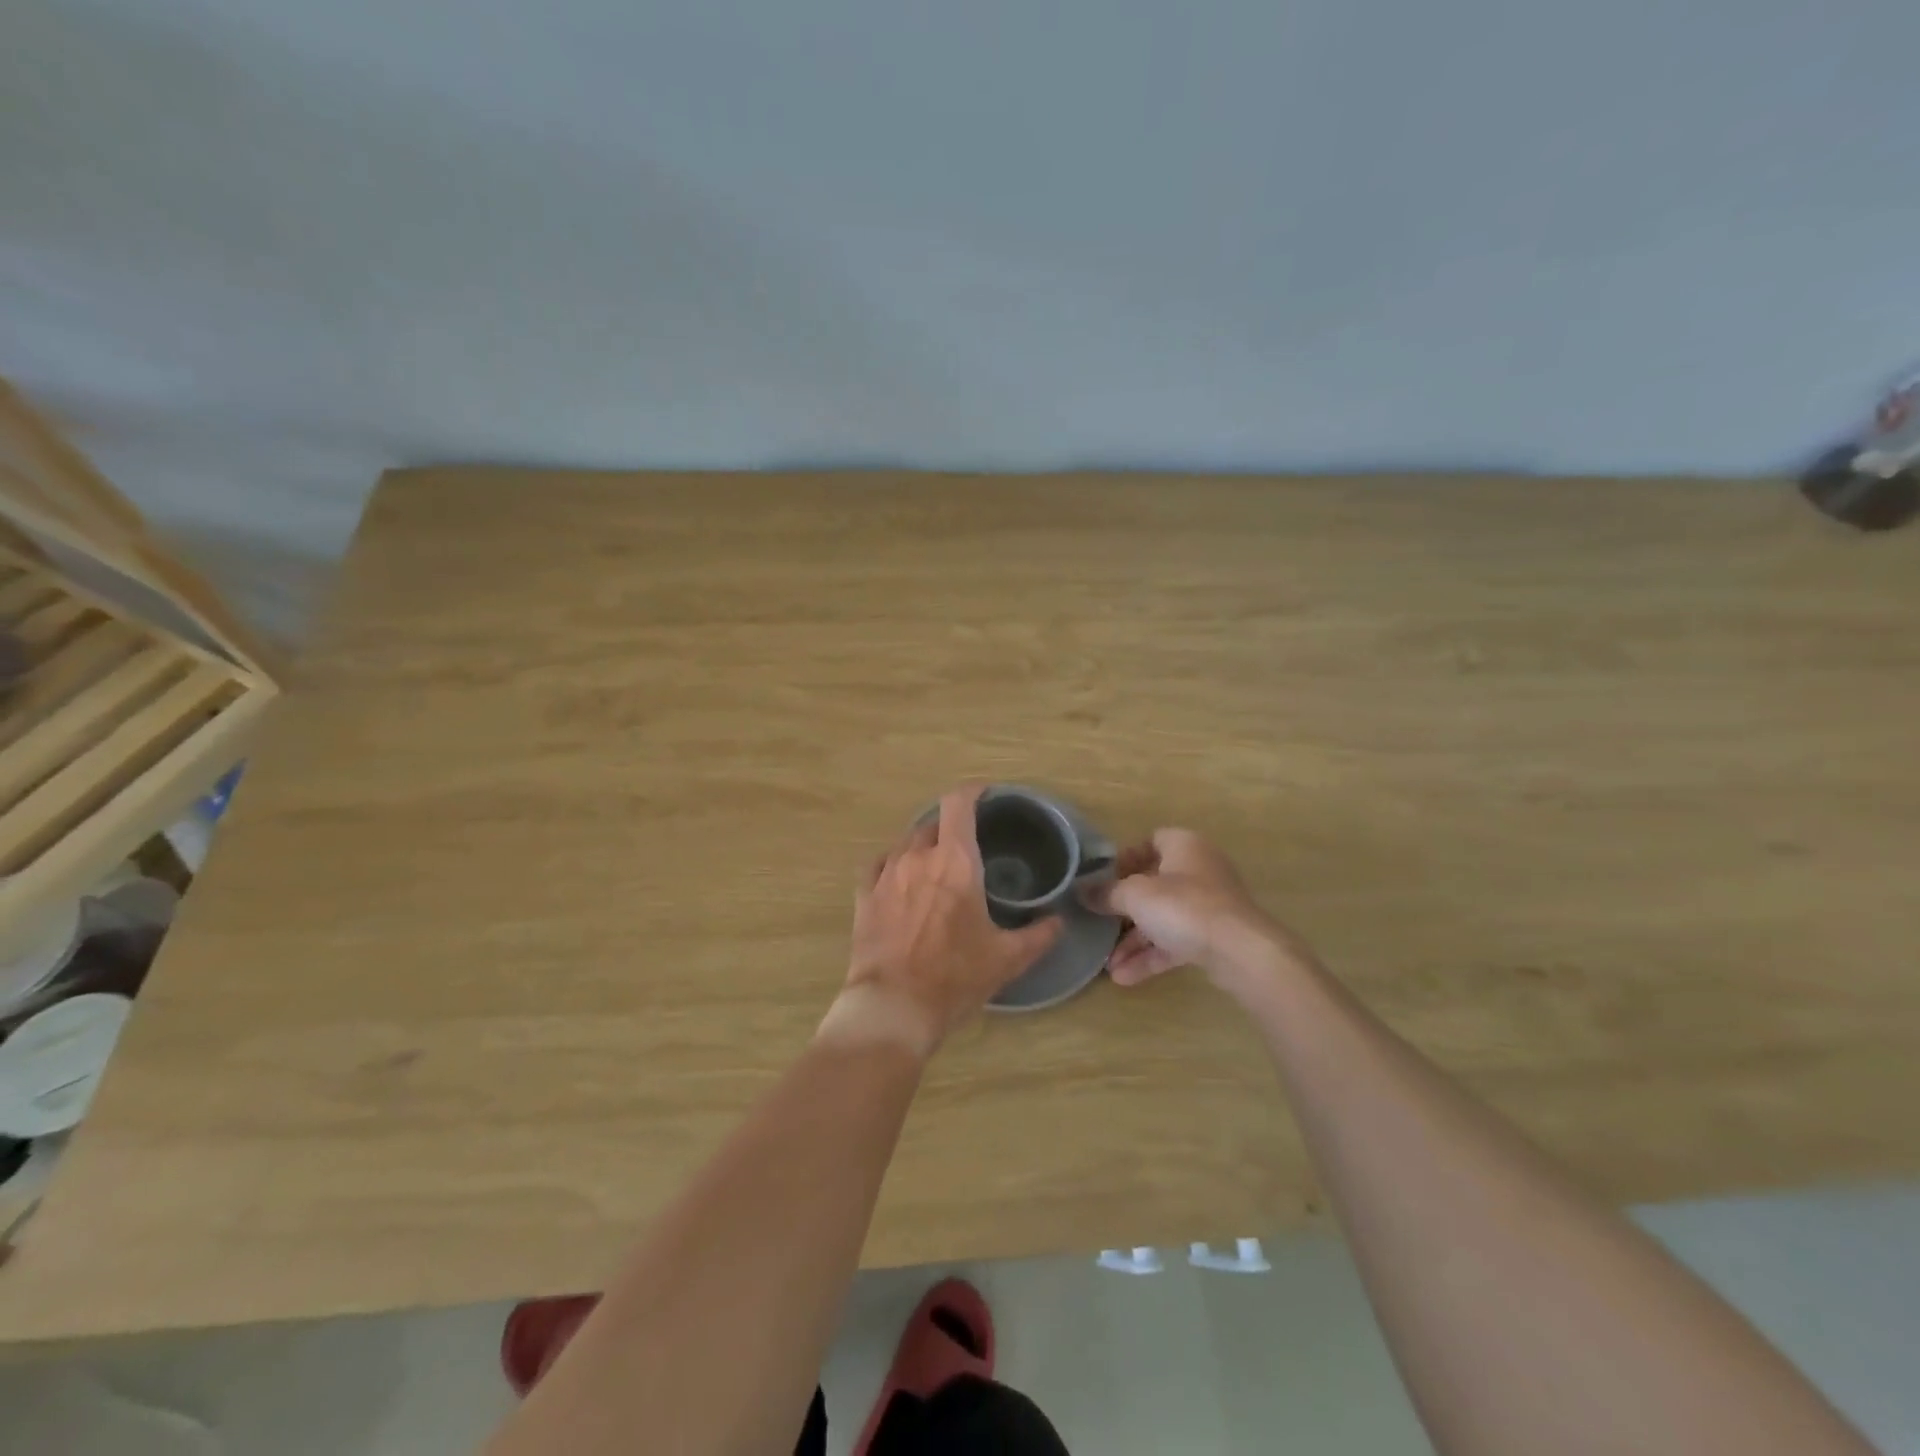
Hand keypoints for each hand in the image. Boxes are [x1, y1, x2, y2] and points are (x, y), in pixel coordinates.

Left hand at [827, 787, 1063, 1056]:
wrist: (894, 1006)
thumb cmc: (955, 977)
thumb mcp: (1008, 959)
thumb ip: (1039, 936)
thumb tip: (1059, 922)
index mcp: (955, 861)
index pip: (959, 804)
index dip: (973, 791)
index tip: (985, 794)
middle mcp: (918, 857)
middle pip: (934, 823)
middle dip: (951, 827)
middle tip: (968, 845)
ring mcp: (886, 874)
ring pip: (906, 842)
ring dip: (924, 846)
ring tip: (937, 864)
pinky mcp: (864, 895)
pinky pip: (879, 864)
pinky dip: (893, 862)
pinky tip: (900, 877)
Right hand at [1081, 828, 1313, 998]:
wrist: (1240, 951)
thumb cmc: (1184, 907)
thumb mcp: (1135, 895)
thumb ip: (1106, 893)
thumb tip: (1082, 892)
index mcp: (1184, 846)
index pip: (1151, 841)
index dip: (1125, 858)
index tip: (1103, 879)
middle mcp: (1199, 870)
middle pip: (1154, 884)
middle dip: (1124, 909)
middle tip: (1100, 922)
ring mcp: (1209, 906)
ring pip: (1163, 918)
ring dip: (1134, 941)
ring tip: (1107, 963)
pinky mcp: (1214, 937)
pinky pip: (1175, 942)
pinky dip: (1152, 956)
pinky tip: (1124, 977)